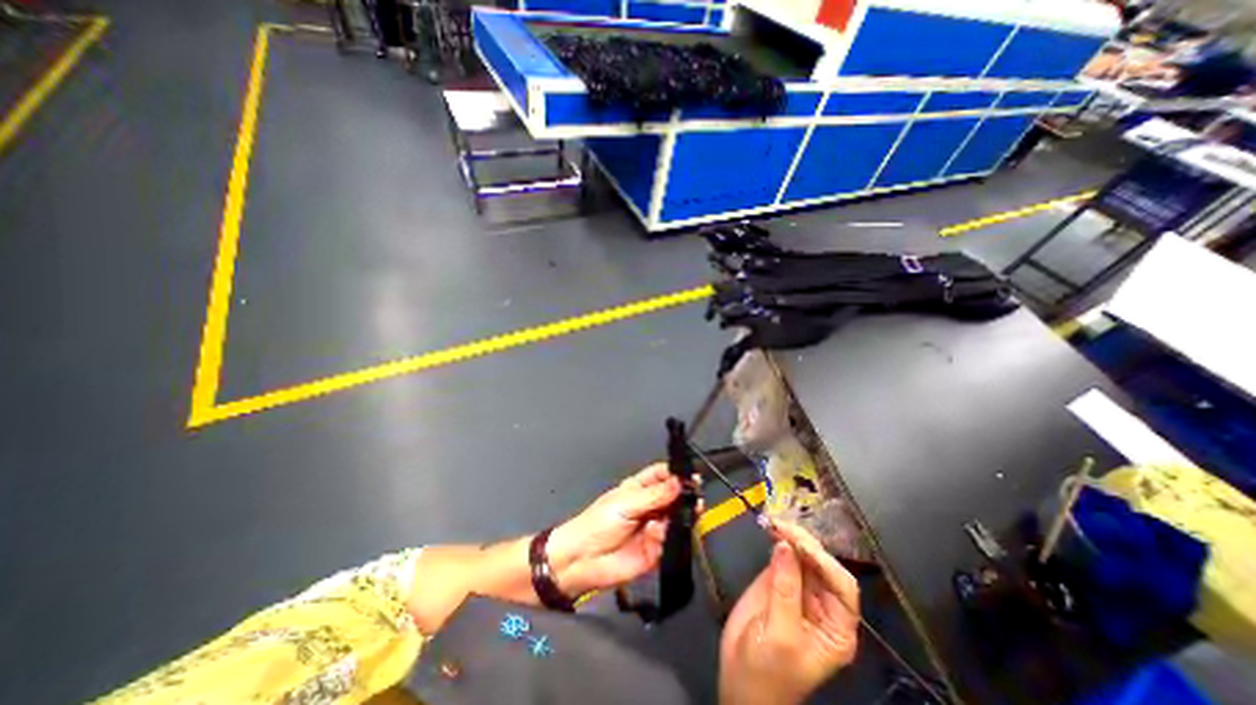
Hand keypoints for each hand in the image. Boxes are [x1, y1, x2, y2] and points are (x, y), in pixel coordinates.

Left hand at [548, 465, 692, 597]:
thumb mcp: (626, 503)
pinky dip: (670, 535)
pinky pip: (671, 540)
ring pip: (676, 518)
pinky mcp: (657, 550)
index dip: (675, 473)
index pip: (662, 475)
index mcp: (640, 489)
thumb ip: (654, 495)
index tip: (690, 474)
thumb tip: (679, 482)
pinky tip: (660, 532)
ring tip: (691, 510)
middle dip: (685, 495)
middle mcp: (650, 506)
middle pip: (674, 497)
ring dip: (684, 515)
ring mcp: (655, 528)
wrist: (583, 562)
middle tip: (697, 495)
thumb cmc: (598, 523)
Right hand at [721, 518, 859, 704]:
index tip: (800, 544)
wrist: (739, 680)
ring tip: (775, 523)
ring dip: (790, 537)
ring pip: (802, 556)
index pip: (842, 586)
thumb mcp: (782, 636)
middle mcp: (822, 604)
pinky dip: (778, 540)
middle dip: (805, 543)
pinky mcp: (777, 580)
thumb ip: (785, 590)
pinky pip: (783, 555)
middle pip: (821, 565)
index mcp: (836, 626)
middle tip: (782, 526)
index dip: (824, 562)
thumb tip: (785, 547)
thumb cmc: (768, 671)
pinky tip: (771, 529)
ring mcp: (798, 589)